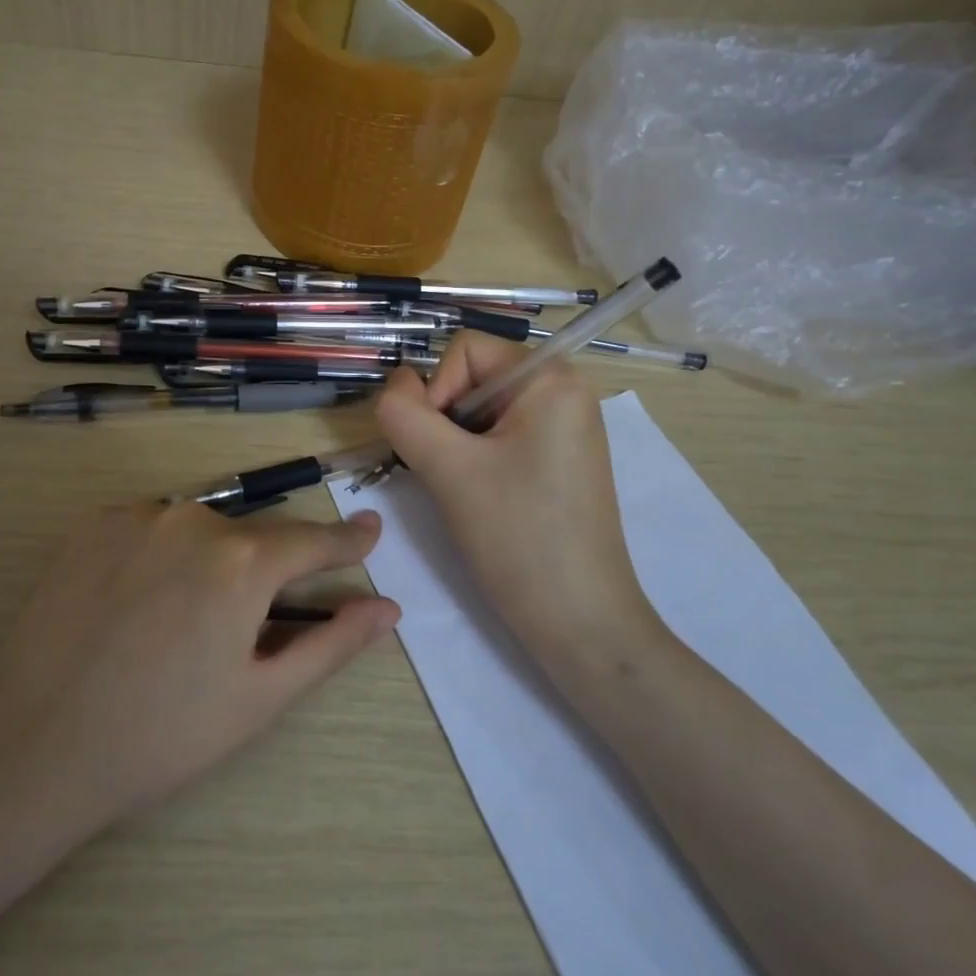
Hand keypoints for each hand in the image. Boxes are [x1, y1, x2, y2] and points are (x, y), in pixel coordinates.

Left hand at [0, 501, 398, 837]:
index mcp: (243, 563)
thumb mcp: (258, 698)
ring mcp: (140, 514)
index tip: (371, 528)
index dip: (346, 540)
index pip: (313, 540)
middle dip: (259, 573)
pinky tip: (133, 602)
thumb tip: (387, 609)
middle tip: (235, 631)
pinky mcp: (95, 520)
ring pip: (199, 530)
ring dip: (206, 562)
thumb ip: (330, 644)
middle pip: (252, 538)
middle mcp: (195, 519)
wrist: (30, 743)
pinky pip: (151, 526)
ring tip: (173, 625)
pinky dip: (159, 553)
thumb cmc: (159, 735)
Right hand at [375, 332, 661, 668]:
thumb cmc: (519, 538)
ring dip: (456, 444)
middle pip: (473, 377)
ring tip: (466, 491)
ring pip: (480, 411)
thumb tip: (394, 384)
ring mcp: (565, 428)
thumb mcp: (448, 469)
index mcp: (550, 378)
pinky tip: (482, 499)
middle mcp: (564, 391)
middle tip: (449, 474)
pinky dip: (476, 459)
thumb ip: (405, 414)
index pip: (464, 350)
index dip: (436, 391)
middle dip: (445, 420)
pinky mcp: (559, 460)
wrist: (581, 625)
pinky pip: (501, 436)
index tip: (438, 449)